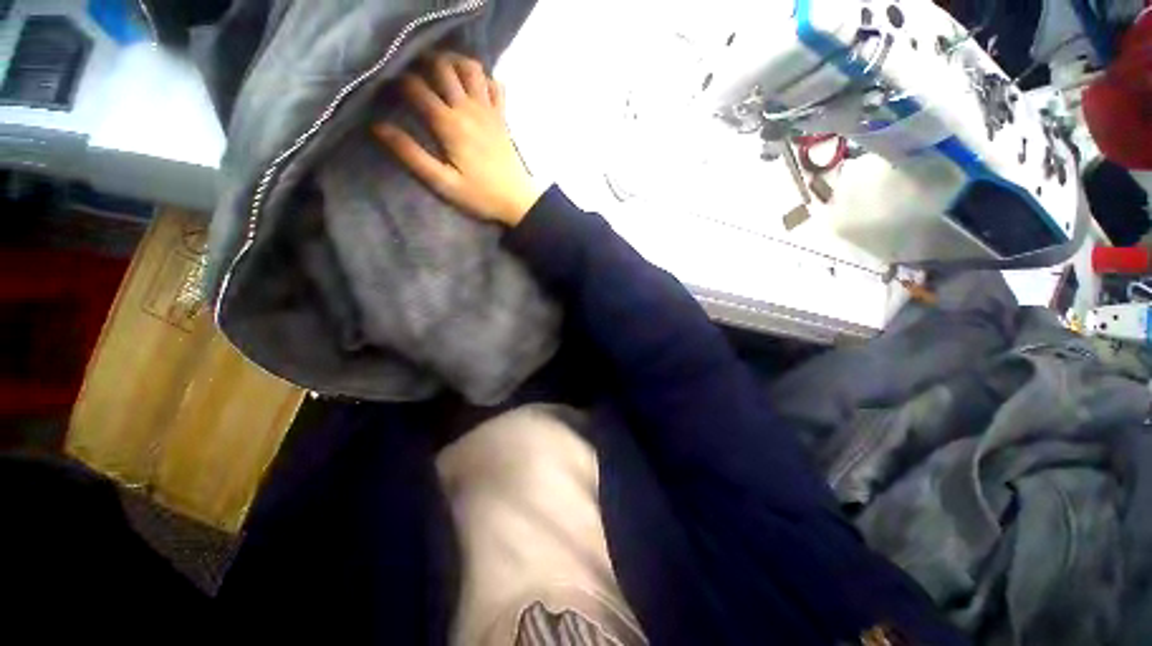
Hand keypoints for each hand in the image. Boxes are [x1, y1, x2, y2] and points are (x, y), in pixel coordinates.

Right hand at [374, 52, 541, 226]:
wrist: (518, 201)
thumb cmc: (481, 196)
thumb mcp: (443, 182)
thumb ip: (412, 155)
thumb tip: (378, 127)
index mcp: (449, 124)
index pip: (416, 86)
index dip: (397, 81)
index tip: (389, 89)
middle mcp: (469, 108)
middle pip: (442, 65)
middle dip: (423, 62)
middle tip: (414, 75)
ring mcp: (489, 110)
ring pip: (471, 67)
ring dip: (454, 64)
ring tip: (443, 76)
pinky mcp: (502, 117)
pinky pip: (496, 85)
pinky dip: (484, 79)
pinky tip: (474, 89)